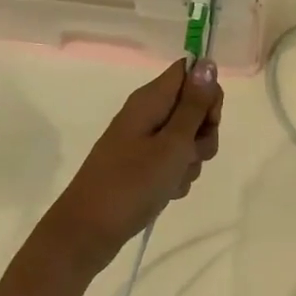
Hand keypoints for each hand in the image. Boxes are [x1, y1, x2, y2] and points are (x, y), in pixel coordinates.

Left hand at [42, 58, 223, 276]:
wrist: (88, 232)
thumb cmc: (132, 183)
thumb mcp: (172, 143)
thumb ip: (194, 105)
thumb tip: (207, 63)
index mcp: (150, 100)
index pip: (190, 73)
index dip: (207, 93)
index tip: (208, 120)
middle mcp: (147, 114)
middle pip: (193, 108)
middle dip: (203, 133)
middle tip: (190, 153)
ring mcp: (144, 141)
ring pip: (188, 139)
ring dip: (191, 159)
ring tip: (174, 178)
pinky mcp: (143, 165)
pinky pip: (174, 162)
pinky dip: (177, 176)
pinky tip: (167, 191)